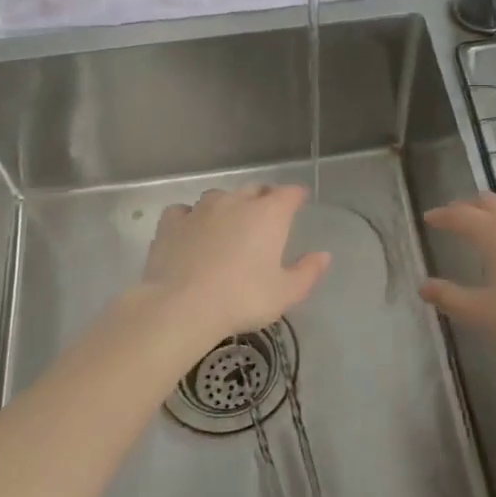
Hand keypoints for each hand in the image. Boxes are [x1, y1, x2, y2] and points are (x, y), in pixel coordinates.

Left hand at [141, 185, 330, 343]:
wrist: (182, 307)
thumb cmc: (242, 299)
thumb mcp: (285, 293)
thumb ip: (308, 272)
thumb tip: (324, 255)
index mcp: (268, 214)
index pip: (289, 193)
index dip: (296, 196)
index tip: (299, 202)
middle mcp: (235, 202)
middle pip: (254, 189)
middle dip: (263, 198)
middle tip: (266, 216)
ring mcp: (200, 209)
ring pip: (218, 197)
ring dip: (227, 206)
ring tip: (227, 225)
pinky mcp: (171, 223)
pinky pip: (184, 211)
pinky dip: (190, 218)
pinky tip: (190, 232)